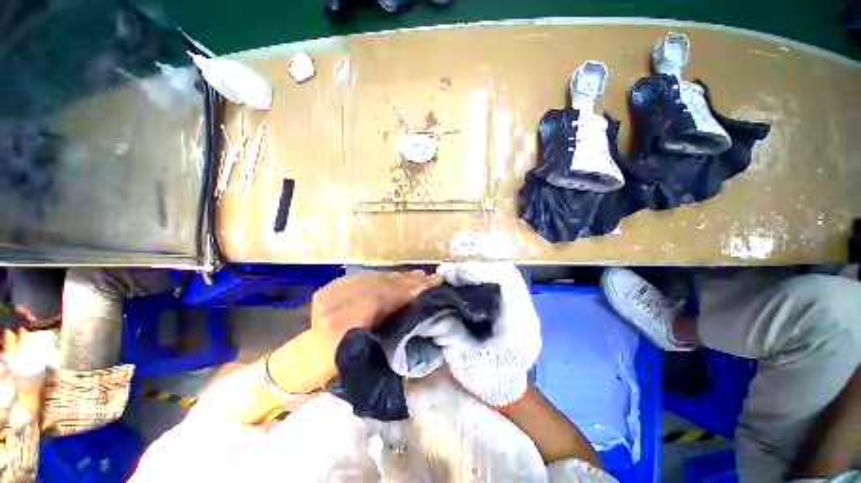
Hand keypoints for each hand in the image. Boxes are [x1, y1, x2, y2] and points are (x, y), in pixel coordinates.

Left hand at [268, 271, 442, 394]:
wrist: (311, 357)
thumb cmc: (344, 366)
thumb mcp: (370, 356)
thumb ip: (389, 332)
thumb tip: (417, 311)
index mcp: (342, 327)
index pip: (378, 298)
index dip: (406, 291)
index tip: (431, 287)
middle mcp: (332, 306)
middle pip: (374, 285)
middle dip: (405, 281)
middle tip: (431, 278)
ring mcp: (326, 295)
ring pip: (367, 279)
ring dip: (395, 277)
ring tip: (418, 277)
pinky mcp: (326, 289)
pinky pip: (358, 279)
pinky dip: (380, 278)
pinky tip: (395, 277)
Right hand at [428, 263, 540, 407]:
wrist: (509, 395)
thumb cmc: (488, 380)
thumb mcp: (463, 358)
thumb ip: (449, 331)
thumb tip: (429, 310)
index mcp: (517, 322)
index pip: (506, 279)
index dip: (476, 271)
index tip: (450, 275)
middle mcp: (527, 312)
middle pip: (506, 275)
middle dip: (475, 271)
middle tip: (448, 276)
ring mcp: (526, 313)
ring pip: (506, 281)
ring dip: (479, 278)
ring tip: (454, 281)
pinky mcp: (520, 316)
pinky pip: (504, 291)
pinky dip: (484, 287)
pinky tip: (466, 294)